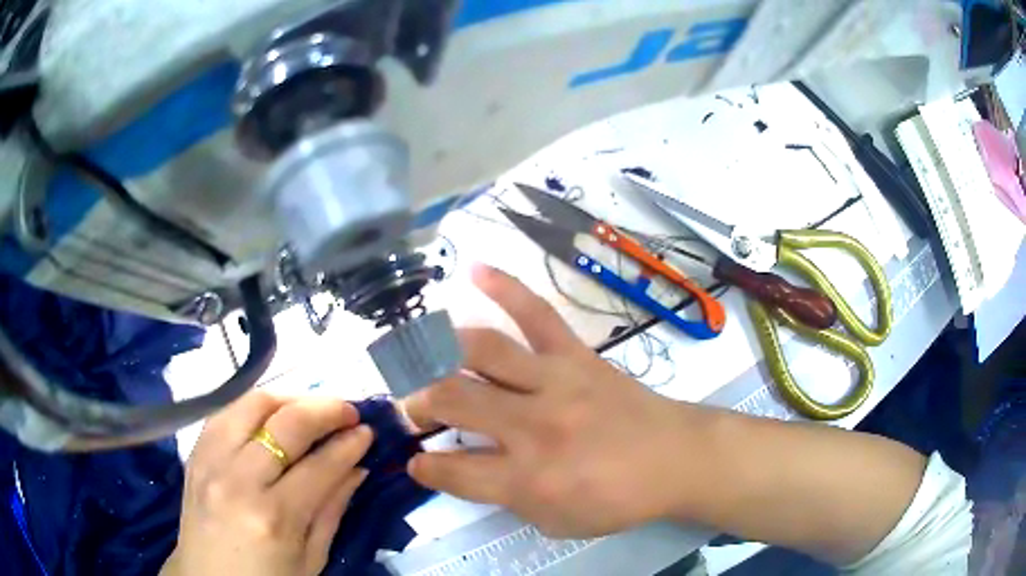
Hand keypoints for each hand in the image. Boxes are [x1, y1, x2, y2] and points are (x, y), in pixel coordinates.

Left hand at [162, 392, 372, 575]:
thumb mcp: (311, 559)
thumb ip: (332, 509)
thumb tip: (357, 468)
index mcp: (274, 517)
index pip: (319, 465)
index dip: (349, 444)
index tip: (368, 431)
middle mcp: (239, 480)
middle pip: (286, 424)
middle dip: (325, 409)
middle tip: (348, 411)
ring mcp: (211, 462)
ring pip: (251, 405)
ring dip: (288, 399)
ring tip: (310, 408)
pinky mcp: (195, 454)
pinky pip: (224, 413)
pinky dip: (253, 407)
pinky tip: (270, 416)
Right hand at [403, 265, 702, 537]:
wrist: (675, 458)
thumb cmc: (617, 499)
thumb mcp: (556, 522)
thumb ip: (506, 498)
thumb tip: (466, 468)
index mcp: (529, 479)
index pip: (454, 471)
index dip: (425, 468)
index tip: (416, 462)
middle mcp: (533, 427)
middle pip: (455, 400)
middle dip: (420, 404)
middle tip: (413, 409)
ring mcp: (555, 382)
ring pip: (483, 352)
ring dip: (441, 353)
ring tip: (423, 358)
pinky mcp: (576, 356)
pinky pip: (537, 314)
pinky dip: (506, 288)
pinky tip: (476, 270)